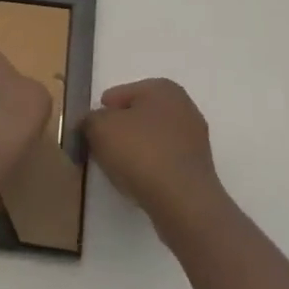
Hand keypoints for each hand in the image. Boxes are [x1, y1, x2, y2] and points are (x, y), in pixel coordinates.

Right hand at [83, 79, 225, 235]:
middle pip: (140, 115)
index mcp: (162, 88)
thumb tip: (91, 123)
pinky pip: (165, 160)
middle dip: (121, 129)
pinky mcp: (198, 167)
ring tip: (118, 168)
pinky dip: (151, 167)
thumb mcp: (99, 128)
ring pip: (154, 138)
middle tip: (101, 147)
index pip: (122, 94)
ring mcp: (195, 137)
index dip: (103, 110)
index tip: (90, 129)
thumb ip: (89, 120)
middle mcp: (184, 106)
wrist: (183, 200)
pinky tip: (139, 181)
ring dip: (137, 149)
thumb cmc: (141, 152)